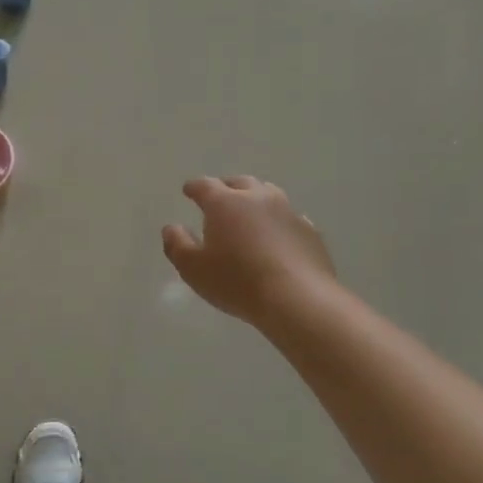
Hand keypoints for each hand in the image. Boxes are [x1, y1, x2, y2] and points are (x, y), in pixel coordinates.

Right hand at [162, 176, 335, 326]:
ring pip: (269, 194)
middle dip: (226, 188)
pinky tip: (279, 236)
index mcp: (224, 203)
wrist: (298, 299)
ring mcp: (288, 212)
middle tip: (220, 198)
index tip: (188, 191)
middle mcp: (257, 198)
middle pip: (239, 183)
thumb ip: (177, 245)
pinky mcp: (310, 231)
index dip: (194, 187)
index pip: (204, 186)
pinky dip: (280, 222)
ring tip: (250, 211)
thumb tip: (171, 228)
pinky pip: (291, 218)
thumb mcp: (194, 269)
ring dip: (256, 199)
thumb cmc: (237, 282)